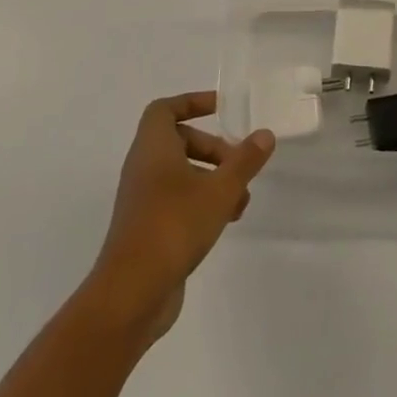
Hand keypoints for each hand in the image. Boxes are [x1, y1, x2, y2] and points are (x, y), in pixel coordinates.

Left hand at [92, 92, 274, 341]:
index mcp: (153, 148)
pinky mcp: (147, 228)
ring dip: (213, 179)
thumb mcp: (219, 190)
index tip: (221, 109)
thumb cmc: (174, 225)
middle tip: (238, 164)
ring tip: (241, 200)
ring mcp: (143, 200)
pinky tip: (225, 220)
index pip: (165, 109)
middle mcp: (143, 168)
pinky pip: (177, 200)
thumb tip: (265, 134)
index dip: (192, 102)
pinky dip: (202, 202)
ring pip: (181, 174)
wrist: (131, 293)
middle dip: (213, 148)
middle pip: (178, 141)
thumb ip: (244, 161)